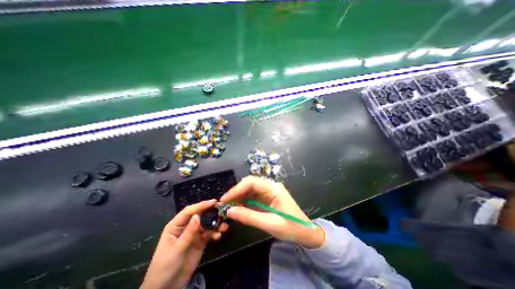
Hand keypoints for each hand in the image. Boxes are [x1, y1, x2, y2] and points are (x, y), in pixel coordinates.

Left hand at [140, 200, 229, 288]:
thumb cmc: (165, 268)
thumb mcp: (176, 250)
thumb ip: (188, 233)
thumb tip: (197, 216)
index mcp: (176, 226)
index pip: (189, 211)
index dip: (201, 205)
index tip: (214, 202)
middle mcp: (186, 227)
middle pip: (200, 215)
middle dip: (211, 212)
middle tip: (223, 209)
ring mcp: (194, 234)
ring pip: (207, 224)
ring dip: (216, 223)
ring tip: (224, 226)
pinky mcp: (200, 241)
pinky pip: (209, 233)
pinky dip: (215, 233)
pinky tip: (219, 236)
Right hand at [219, 176, 323, 247]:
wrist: (306, 232)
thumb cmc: (291, 228)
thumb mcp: (269, 224)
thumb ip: (248, 217)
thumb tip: (229, 211)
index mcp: (273, 188)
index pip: (251, 182)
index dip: (236, 189)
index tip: (225, 199)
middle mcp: (271, 186)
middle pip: (250, 183)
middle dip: (237, 192)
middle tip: (225, 203)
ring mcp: (270, 191)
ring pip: (251, 189)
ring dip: (239, 196)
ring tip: (229, 206)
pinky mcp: (268, 197)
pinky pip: (254, 195)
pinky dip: (245, 200)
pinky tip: (238, 207)